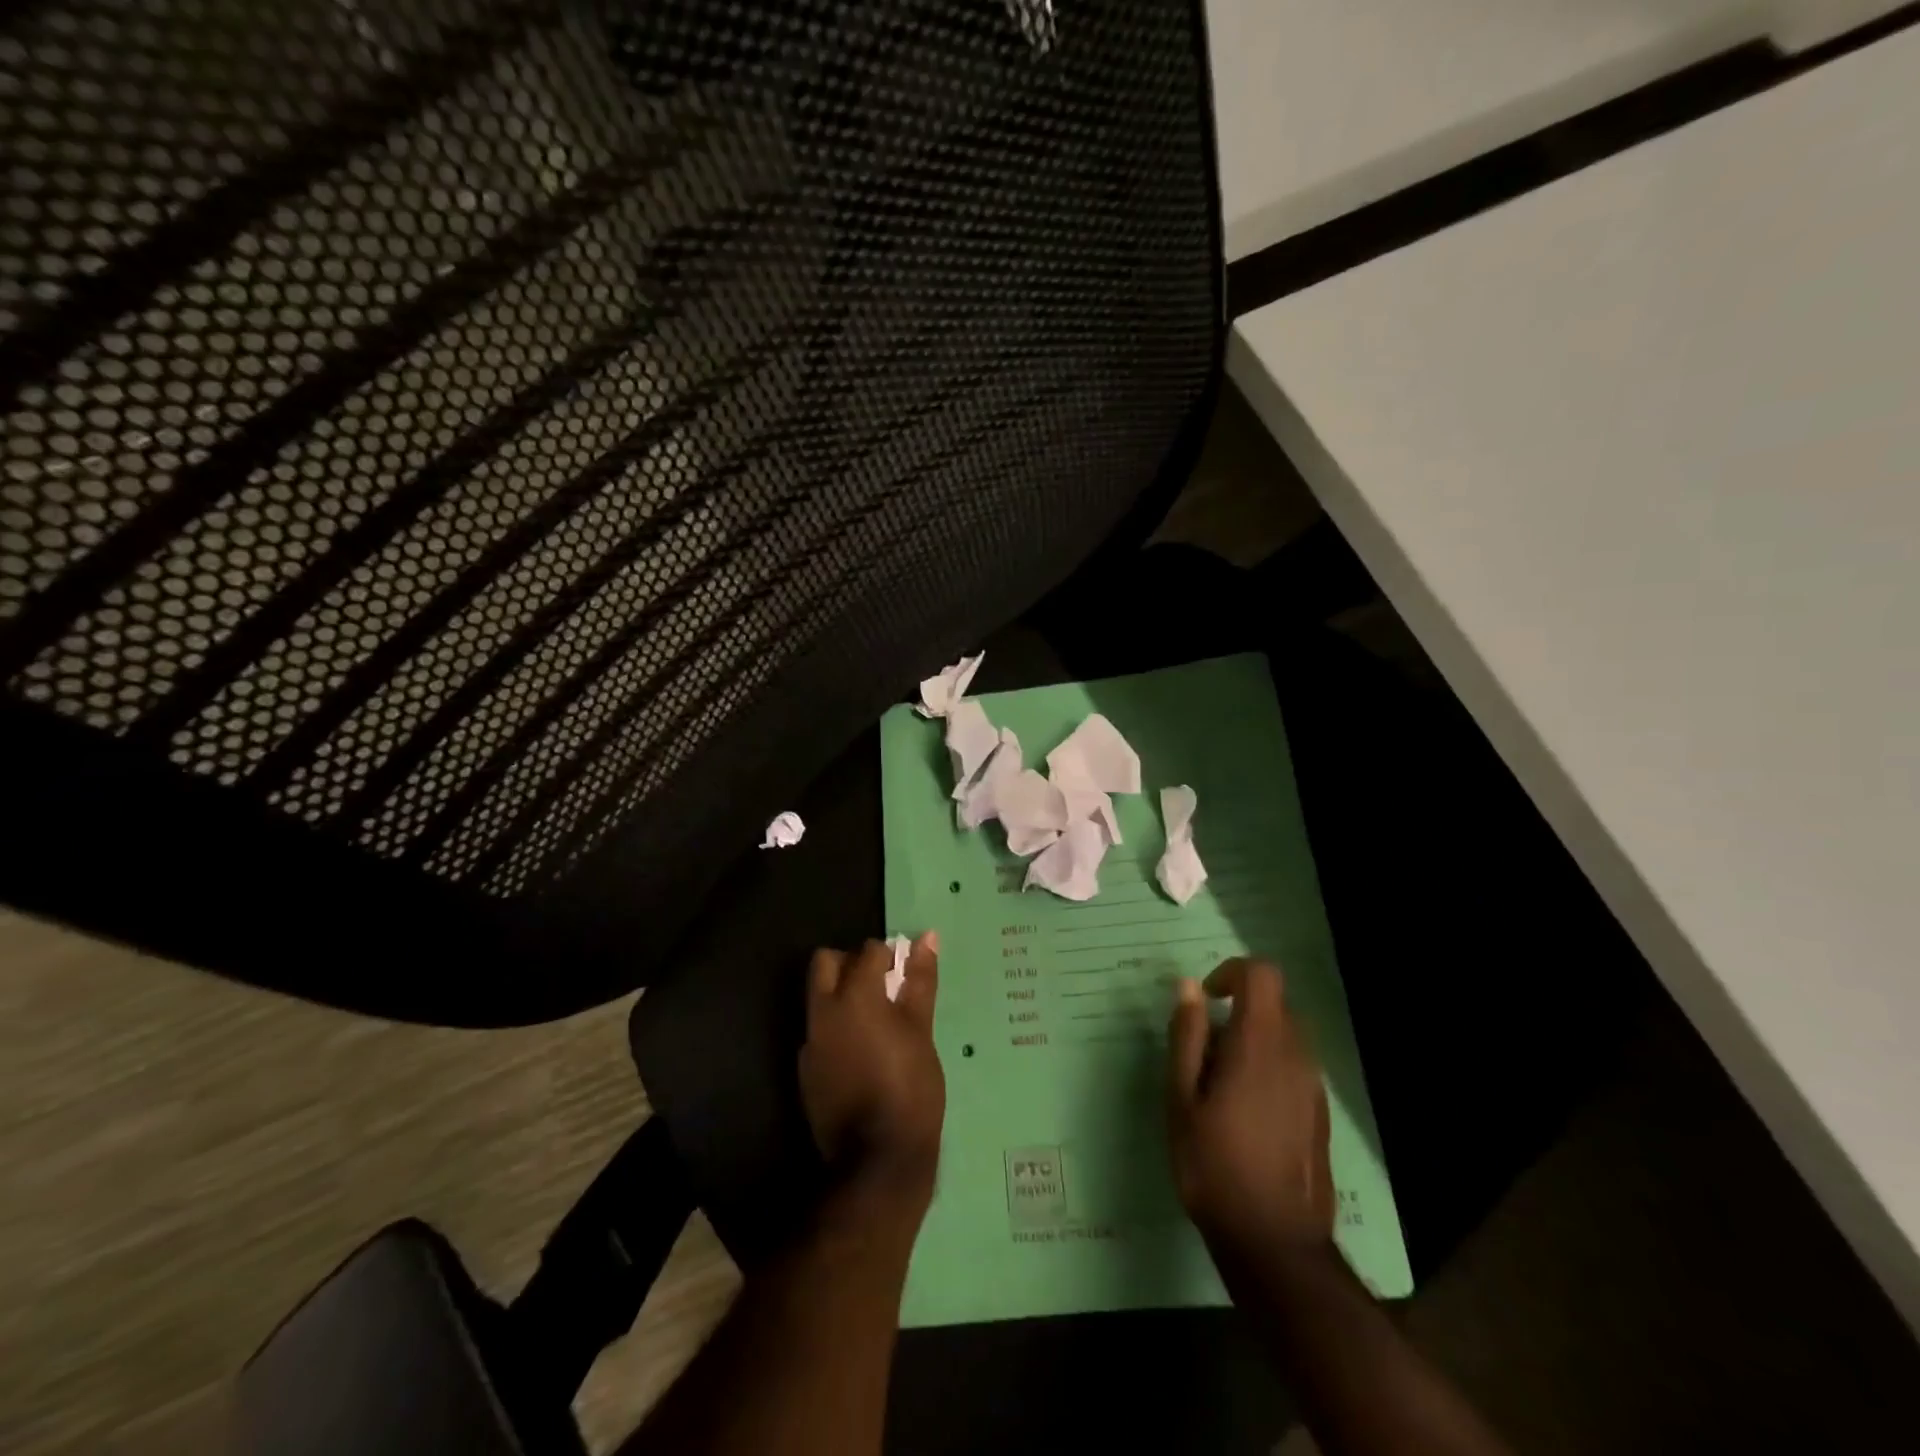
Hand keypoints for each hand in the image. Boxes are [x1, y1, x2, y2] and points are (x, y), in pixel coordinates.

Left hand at [799, 934, 944, 1218]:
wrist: (878, 1161)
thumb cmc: (910, 1087)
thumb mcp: (921, 1030)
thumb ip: (919, 981)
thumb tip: (927, 937)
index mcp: (854, 996)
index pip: (867, 951)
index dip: (889, 956)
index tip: (905, 973)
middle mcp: (823, 1012)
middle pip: (826, 963)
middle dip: (851, 963)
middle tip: (882, 986)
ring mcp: (810, 1042)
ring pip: (818, 997)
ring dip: (841, 995)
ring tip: (875, 1020)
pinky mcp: (806, 1070)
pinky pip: (818, 1032)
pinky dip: (836, 1028)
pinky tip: (861, 1053)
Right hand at [1166, 958, 1333, 1256]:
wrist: (1274, 1242)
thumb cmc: (1214, 1164)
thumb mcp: (1181, 1097)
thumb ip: (1187, 1036)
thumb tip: (1188, 987)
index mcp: (1260, 1043)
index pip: (1262, 974)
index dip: (1232, 972)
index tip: (1206, 999)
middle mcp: (1296, 1054)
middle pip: (1274, 1003)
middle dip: (1238, 1011)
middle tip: (1204, 1050)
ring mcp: (1313, 1086)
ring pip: (1285, 1036)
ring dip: (1252, 1041)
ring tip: (1220, 1085)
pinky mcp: (1319, 1113)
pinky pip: (1294, 1067)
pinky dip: (1269, 1068)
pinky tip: (1245, 1113)